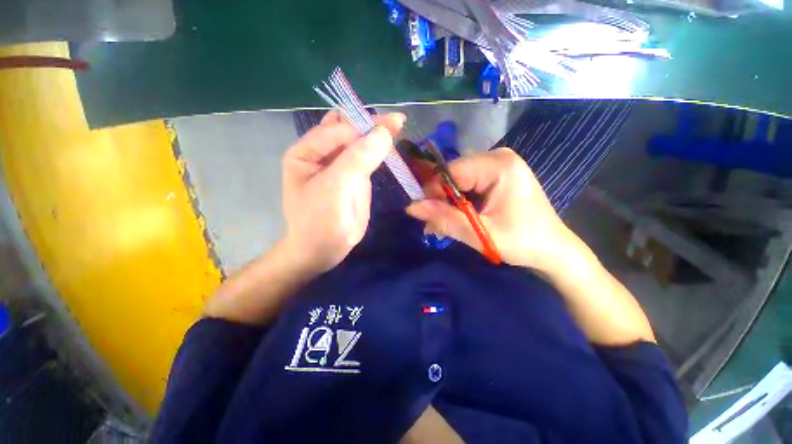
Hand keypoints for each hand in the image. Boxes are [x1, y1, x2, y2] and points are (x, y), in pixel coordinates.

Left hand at [281, 111, 404, 273]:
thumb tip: (384, 133)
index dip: (363, 126)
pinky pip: (368, 159)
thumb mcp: (334, 190)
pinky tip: (391, 143)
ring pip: (360, 143)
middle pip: (348, 131)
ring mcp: (341, 166)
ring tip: (398, 126)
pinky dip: (379, 151)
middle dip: (371, 125)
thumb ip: (357, 160)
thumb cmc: (319, 222)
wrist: (323, 251)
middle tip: (398, 121)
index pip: (338, 129)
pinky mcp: (355, 178)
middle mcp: (323, 154)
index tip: (392, 124)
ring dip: (377, 135)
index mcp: (306, 152)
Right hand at [406, 148, 574, 270]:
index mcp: (500, 166)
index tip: (427, 215)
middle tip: (435, 224)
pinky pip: (468, 183)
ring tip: (444, 224)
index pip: (452, 171)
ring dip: (448, 202)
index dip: (434, 192)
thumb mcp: (480, 233)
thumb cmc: (522, 242)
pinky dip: (459, 201)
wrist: (552, 249)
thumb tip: (411, 207)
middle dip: (441, 199)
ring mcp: (498, 164)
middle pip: (454, 173)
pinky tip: (458, 216)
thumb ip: (445, 218)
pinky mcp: (497, 174)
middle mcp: (499, 157)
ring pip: (458, 180)